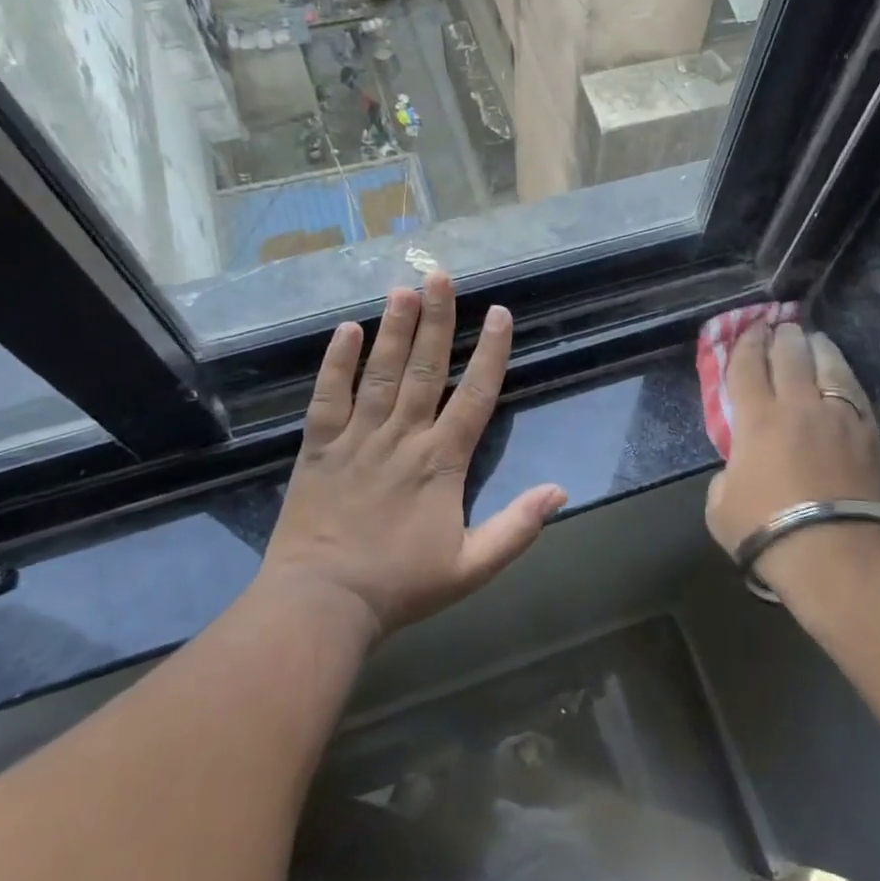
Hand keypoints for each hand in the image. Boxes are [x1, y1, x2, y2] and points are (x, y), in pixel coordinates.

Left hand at [262, 271, 566, 636]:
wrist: (322, 605)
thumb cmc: (400, 586)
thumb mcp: (472, 567)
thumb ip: (517, 528)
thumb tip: (560, 491)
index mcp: (442, 461)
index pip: (475, 395)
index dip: (491, 352)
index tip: (500, 313)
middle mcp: (403, 437)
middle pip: (426, 368)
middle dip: (438, 320)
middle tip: (442, 275)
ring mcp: (358, 438)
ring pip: (381, 373)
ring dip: (394, 329)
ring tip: (403, 288)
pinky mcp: (319, 447)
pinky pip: (328, 397)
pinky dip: (336, 363)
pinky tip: (346, 330)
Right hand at [705, 322, 879, 555]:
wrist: (832, 552)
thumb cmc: (765, 530)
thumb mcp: (719, 504)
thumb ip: (727, 473)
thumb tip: (741, 465)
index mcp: (756, 419)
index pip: (746, 366)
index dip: (744, 344)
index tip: (747, 330)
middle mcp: (797, 406)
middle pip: (789, 355)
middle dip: (782, 335)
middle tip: (779, 326)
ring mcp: (837, 416)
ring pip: (828, 364)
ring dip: (816, 346)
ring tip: (813, 339)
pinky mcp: (867, 432)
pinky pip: (854, 391)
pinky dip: (843, 376)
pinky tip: (840, 375)